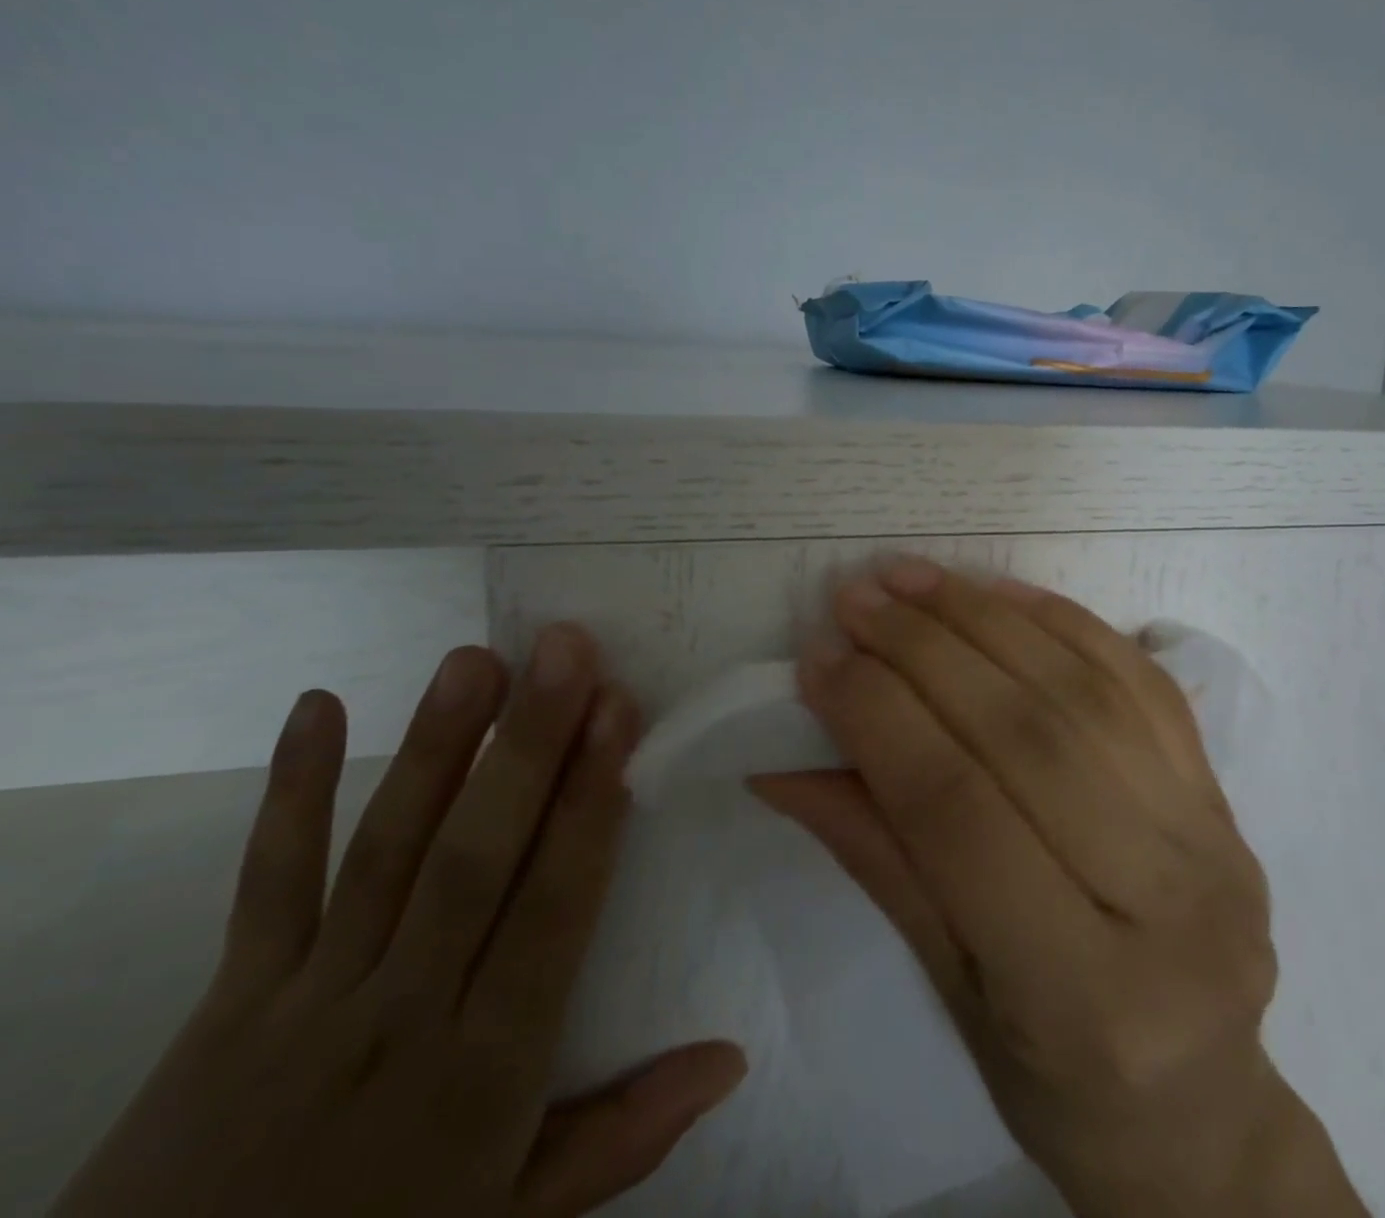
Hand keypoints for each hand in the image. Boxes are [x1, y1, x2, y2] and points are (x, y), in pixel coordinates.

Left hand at [53, 623, 744, 1217]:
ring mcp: (308, 998)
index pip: (552, 906)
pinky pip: (264, 884)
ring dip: (434, 748)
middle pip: (473, 858)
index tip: (619, 713)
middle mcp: (402, 1012)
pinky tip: (318, 706)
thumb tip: (731, 1057)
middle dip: (526, 745)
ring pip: (383, 852)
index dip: (588, 804)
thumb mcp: (518, 1217)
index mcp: (484, 1066)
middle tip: (564, 649)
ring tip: (476, 658)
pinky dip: (288, 794)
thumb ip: (625, 1136)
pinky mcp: (227, 999)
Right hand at [754, 561, 1364, 1217]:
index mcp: (1085, 996)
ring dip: (987, 617)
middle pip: (1027, 734)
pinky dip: (1063, 622)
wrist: (1202, 1105)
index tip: (819, 658)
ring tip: (915, 579)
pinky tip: (1000, 591)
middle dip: (927, 649)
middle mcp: (1167, 900)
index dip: (880, 720)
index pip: (958, 814)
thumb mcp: (951, 992)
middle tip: (858, 598)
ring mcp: (1211, 834)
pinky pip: (1140, 678)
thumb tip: (787, 760)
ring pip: (1085, 690)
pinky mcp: (1223, 791)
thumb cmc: (1059, 1082)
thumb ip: (877, 858)